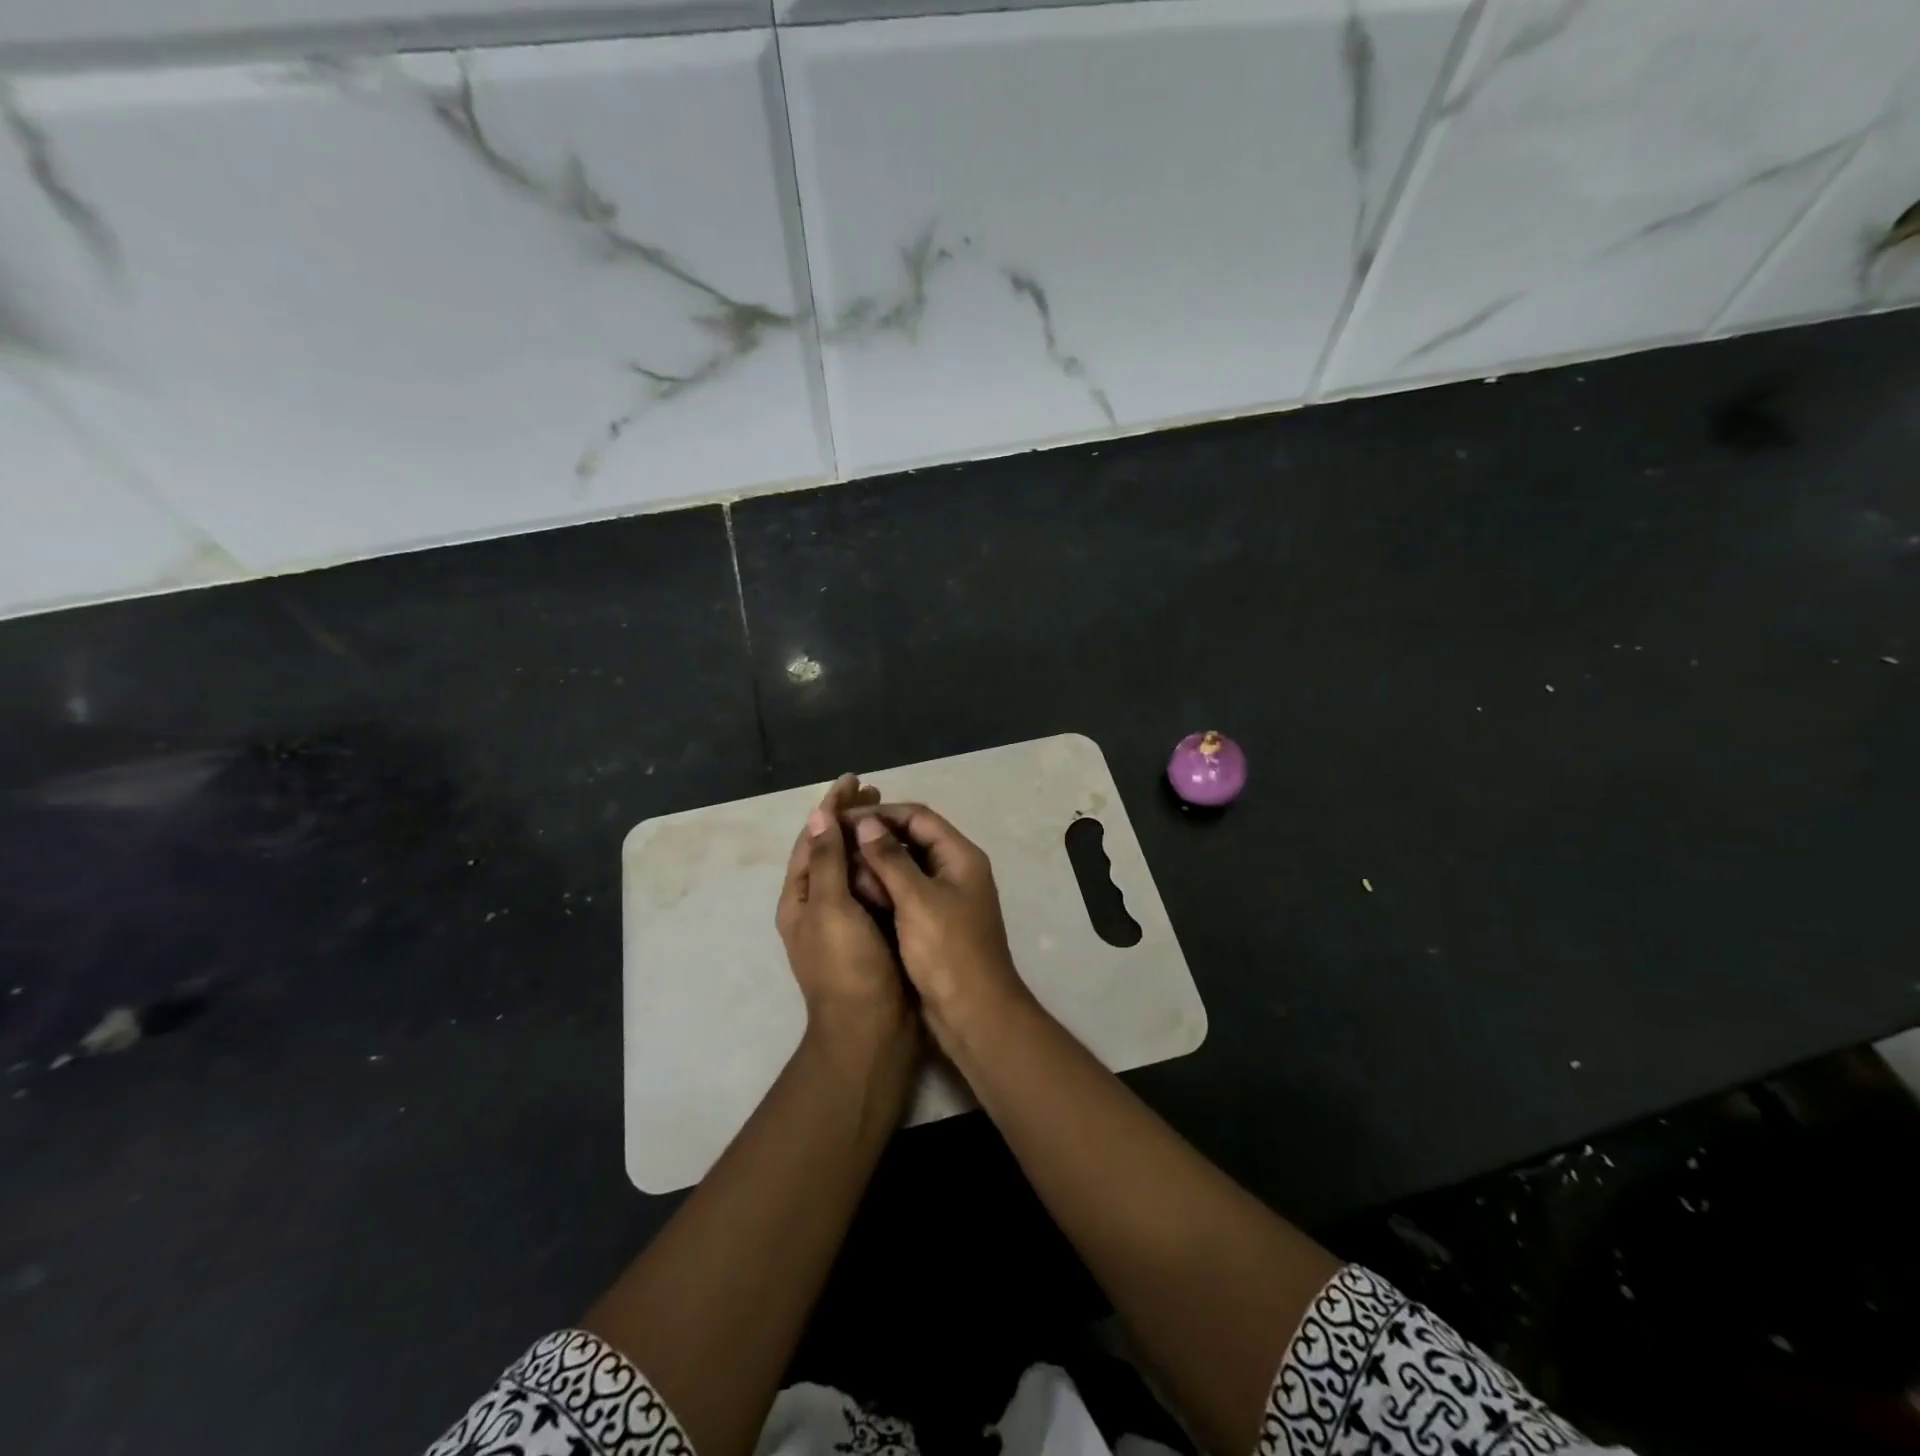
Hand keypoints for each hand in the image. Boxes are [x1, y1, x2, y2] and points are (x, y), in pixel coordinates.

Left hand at [776, 776, 911, 1049]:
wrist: (872, 1031)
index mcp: (801, 899)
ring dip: (868, 838)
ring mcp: (846, 920)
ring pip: (854, 867)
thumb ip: (827, 862)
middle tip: (878, 792)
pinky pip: (875, 888)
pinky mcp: (872, 931)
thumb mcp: (831, 909)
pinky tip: (904, 853)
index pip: (812, 839)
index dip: (831, 807)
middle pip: (832, 849)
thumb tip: (818, 816)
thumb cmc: (847, 968)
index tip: (854, 779)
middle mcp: (819, 905)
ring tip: (892, 814)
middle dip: (850, 818)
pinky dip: (884, 865)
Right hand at [847, 804, 1032, 1055]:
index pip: (918, 818)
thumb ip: (890, 858)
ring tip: (840, 867)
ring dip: (876, 865)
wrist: (974, 1015)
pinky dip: (882, 890)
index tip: (843, 820)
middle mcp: (955, 871)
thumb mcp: (917, 900)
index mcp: (961, 857)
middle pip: (912, 840)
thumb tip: (867, 823)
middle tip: (836, 842)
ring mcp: (945, 899)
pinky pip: (905, 895)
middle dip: (875, 839)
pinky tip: (855, 894)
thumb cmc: (948, 952)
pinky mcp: (934, 924)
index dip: (881, 815)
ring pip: (906, 868)